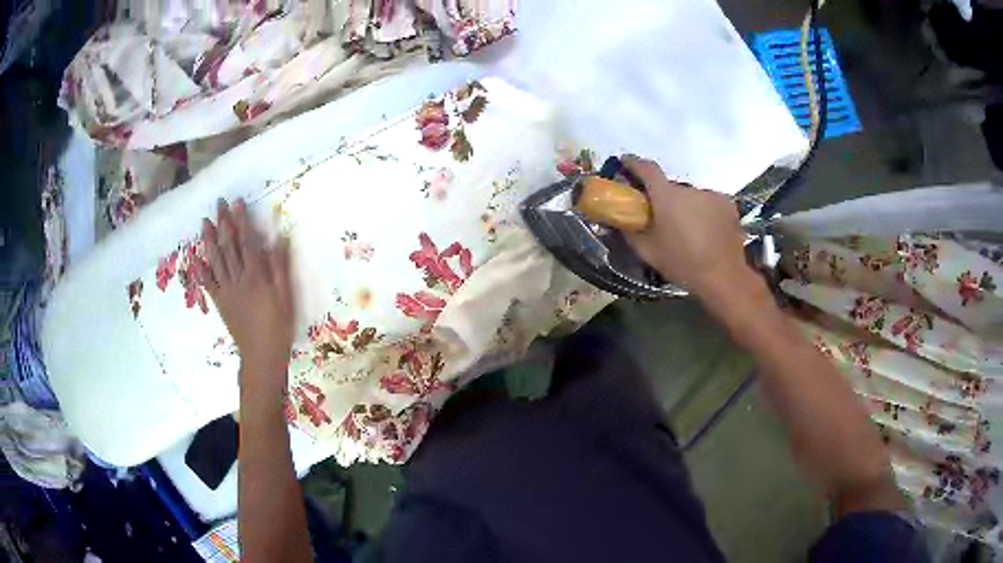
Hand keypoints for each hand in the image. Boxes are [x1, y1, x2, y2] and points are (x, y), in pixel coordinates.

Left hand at [200, 199, 294, 393]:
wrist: (261, 355)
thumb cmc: (278, 326)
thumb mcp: (286, 297)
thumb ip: (280, 268)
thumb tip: (278, 239)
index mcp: (255, 276)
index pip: (246, 242)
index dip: (241, 221)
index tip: (237, 203)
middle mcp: (237, 279)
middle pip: (227, 246)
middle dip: (223, 223)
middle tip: (219, 204)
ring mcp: (226, 290)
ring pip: (215, 260)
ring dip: (208, 240)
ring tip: (204, 222)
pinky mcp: (220, 302)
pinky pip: (208, 283)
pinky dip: (201, 269)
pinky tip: (196, 258)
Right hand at [621, 155, 758, 299]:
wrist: (723, 277)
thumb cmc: (682, 264)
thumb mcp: (648, 252)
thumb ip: (630, 232)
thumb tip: (619, 219)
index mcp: (667, 196)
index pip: (647, 168)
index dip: (634, 163)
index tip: (626, 163)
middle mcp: (689, 189)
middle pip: (671, 187)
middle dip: (664, 198)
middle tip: (662, 218)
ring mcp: (711, 195)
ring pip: (691, 197)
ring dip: (686, 207)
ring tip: (688, 230)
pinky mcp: (727, 204)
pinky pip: (708, 203)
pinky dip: (704, 212)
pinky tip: (706, 231)